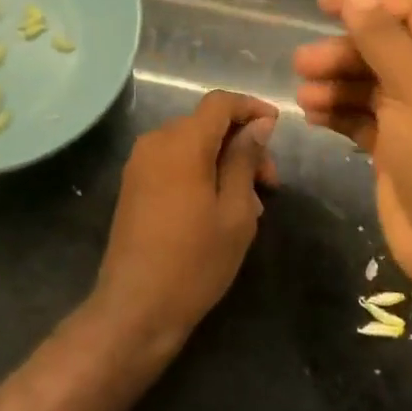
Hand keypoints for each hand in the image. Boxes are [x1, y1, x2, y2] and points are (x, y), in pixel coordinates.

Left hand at [90, 90, 278, 354]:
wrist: (135, 308)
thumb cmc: (194, 261)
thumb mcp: (235, 212)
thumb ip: (245, 160)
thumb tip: (259, 124)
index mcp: (182, 142)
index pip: (220, 102)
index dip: (251, 107)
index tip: (278, 128)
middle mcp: (156, 141)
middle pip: (206, 123)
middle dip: (241, 143)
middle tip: (269, 184)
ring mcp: (140, 162)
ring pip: (191, 143)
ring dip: (223, 160)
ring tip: (249, 204)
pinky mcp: (133, 184)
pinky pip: (173, 161)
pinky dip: (200, 171)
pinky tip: (219, 207)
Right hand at [294, 0, 411, 295]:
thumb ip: (380, 37)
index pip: (409, 15)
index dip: (367, 5)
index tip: (322, 3)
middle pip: (383, 51)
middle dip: (343, 53)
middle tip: (303, 63)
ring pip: (368, 86)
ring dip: (335, 85)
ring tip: (304, 95)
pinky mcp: (397, 151)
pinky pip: (362, 119)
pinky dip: (338, 114)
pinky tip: (312, 116)